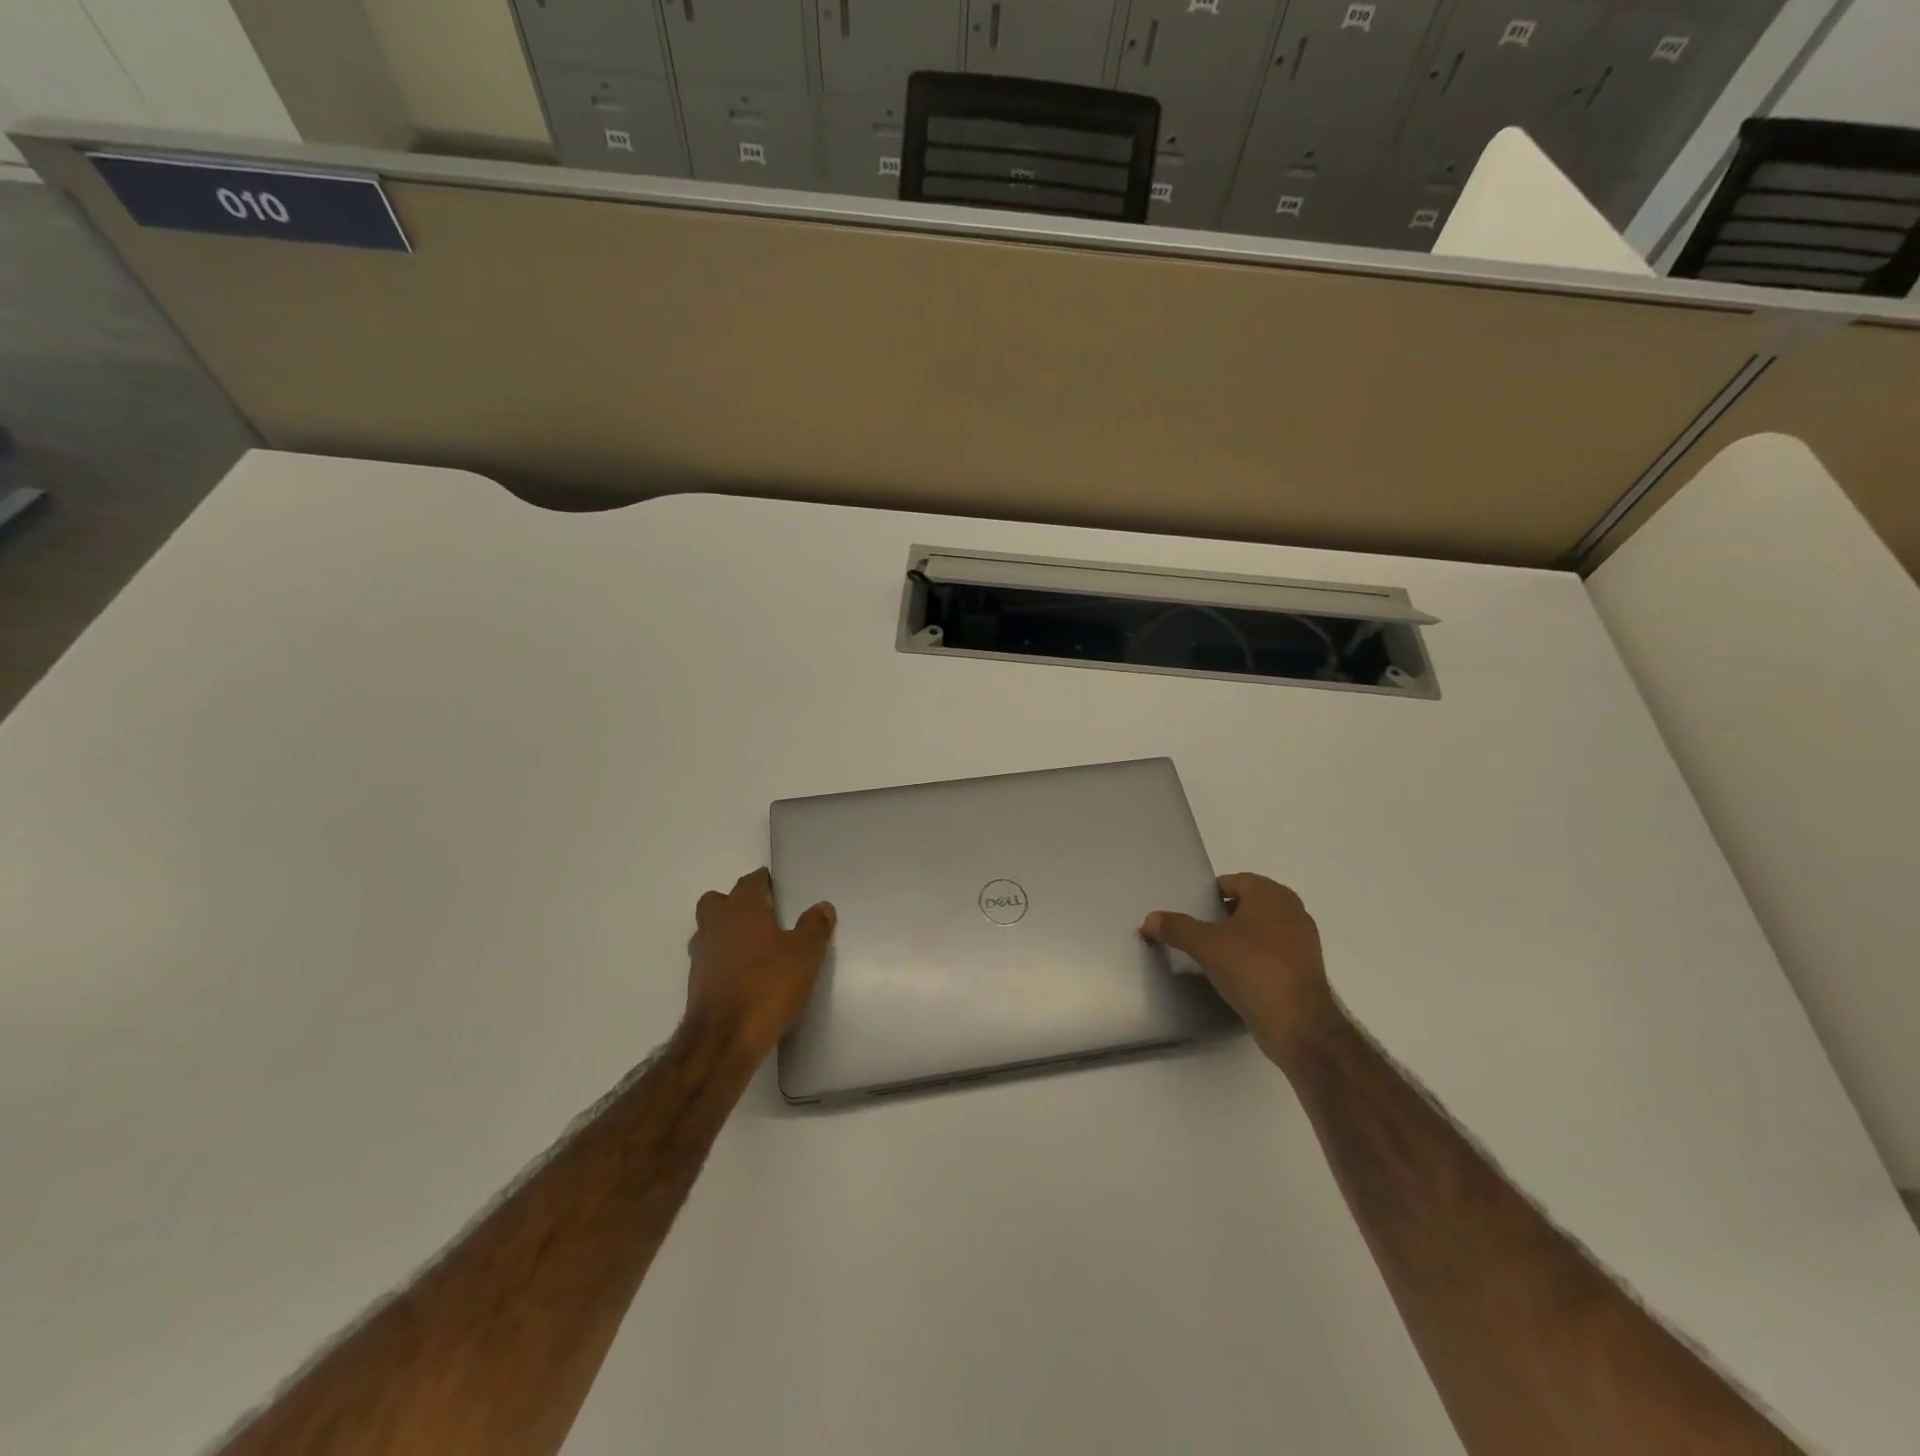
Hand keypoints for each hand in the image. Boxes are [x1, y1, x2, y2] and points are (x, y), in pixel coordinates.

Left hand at [684, 868, 835, 1057]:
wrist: (725, 1038)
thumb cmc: (769, 985)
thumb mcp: (805, 954)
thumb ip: (815, 927)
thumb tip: (822, 906)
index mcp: (741, 909)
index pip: (749, 882)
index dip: (761, 880)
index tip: (772, 883)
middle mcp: (716, 925)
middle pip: (717, 901)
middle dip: (733, 902)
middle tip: (758, 913)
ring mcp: (701, 955)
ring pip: (708, 930)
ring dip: (724, 931)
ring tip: (751, 945)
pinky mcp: (695, 984)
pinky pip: (708, 959)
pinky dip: (721, 959)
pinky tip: (741, 973)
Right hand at [1142, 873, 1337, 1058]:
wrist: (1298, 1024)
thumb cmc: (1252, 969)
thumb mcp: (1205, 945)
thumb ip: (1176, 928)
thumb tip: (1149, 919)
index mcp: (1270, 894)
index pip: (1232, 882)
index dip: (1209, 896)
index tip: (1192, 914)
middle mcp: (1291, 909)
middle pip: (1247, 904)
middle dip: (1223, 916)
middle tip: (1199, 933)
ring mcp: (1303, 939)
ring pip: (1261, 929)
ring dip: (1240, 938)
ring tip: (1214, 955)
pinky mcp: (1306, 967)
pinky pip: (1273, 952)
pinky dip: (1255, 957)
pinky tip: (1237, 975)